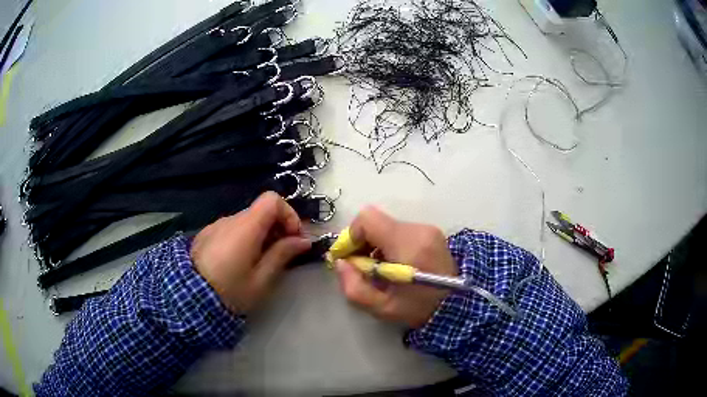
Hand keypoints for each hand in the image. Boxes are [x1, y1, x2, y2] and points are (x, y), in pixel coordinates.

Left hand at [191, 192, 311, 313]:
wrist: (187, 299)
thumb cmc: (229, 292)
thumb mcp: (261, 280)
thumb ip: (282, 255)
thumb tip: (303, 240)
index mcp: (245, 227)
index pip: (272, 200)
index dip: (288, 214)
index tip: (293, 238)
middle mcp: (230, 219)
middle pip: (261, 211)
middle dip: (277, 228)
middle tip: (281, 255)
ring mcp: (216, 226)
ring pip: (247, 221)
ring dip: (261, 235)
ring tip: (260, 262)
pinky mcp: (206, 235)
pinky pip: (232, 229)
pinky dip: (244, 238)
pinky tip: (239, 262)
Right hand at [335, 207, 457, 328]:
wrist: (459, 307)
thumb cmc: (420, 309)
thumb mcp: (383, 308)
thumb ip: (354, 287)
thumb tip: (340, 263)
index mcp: (408, 244)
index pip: (368, 219)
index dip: (352, 236)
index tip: (350, 258)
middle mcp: (419, 229)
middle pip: (377, 223)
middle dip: (363, 243)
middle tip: (363, 268)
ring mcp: (428, 229)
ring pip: (388, 227)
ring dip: (377, 245)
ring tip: (381, 270)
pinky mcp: (431, 233)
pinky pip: (401, 232)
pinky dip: (390, 245)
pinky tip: (395, 265)